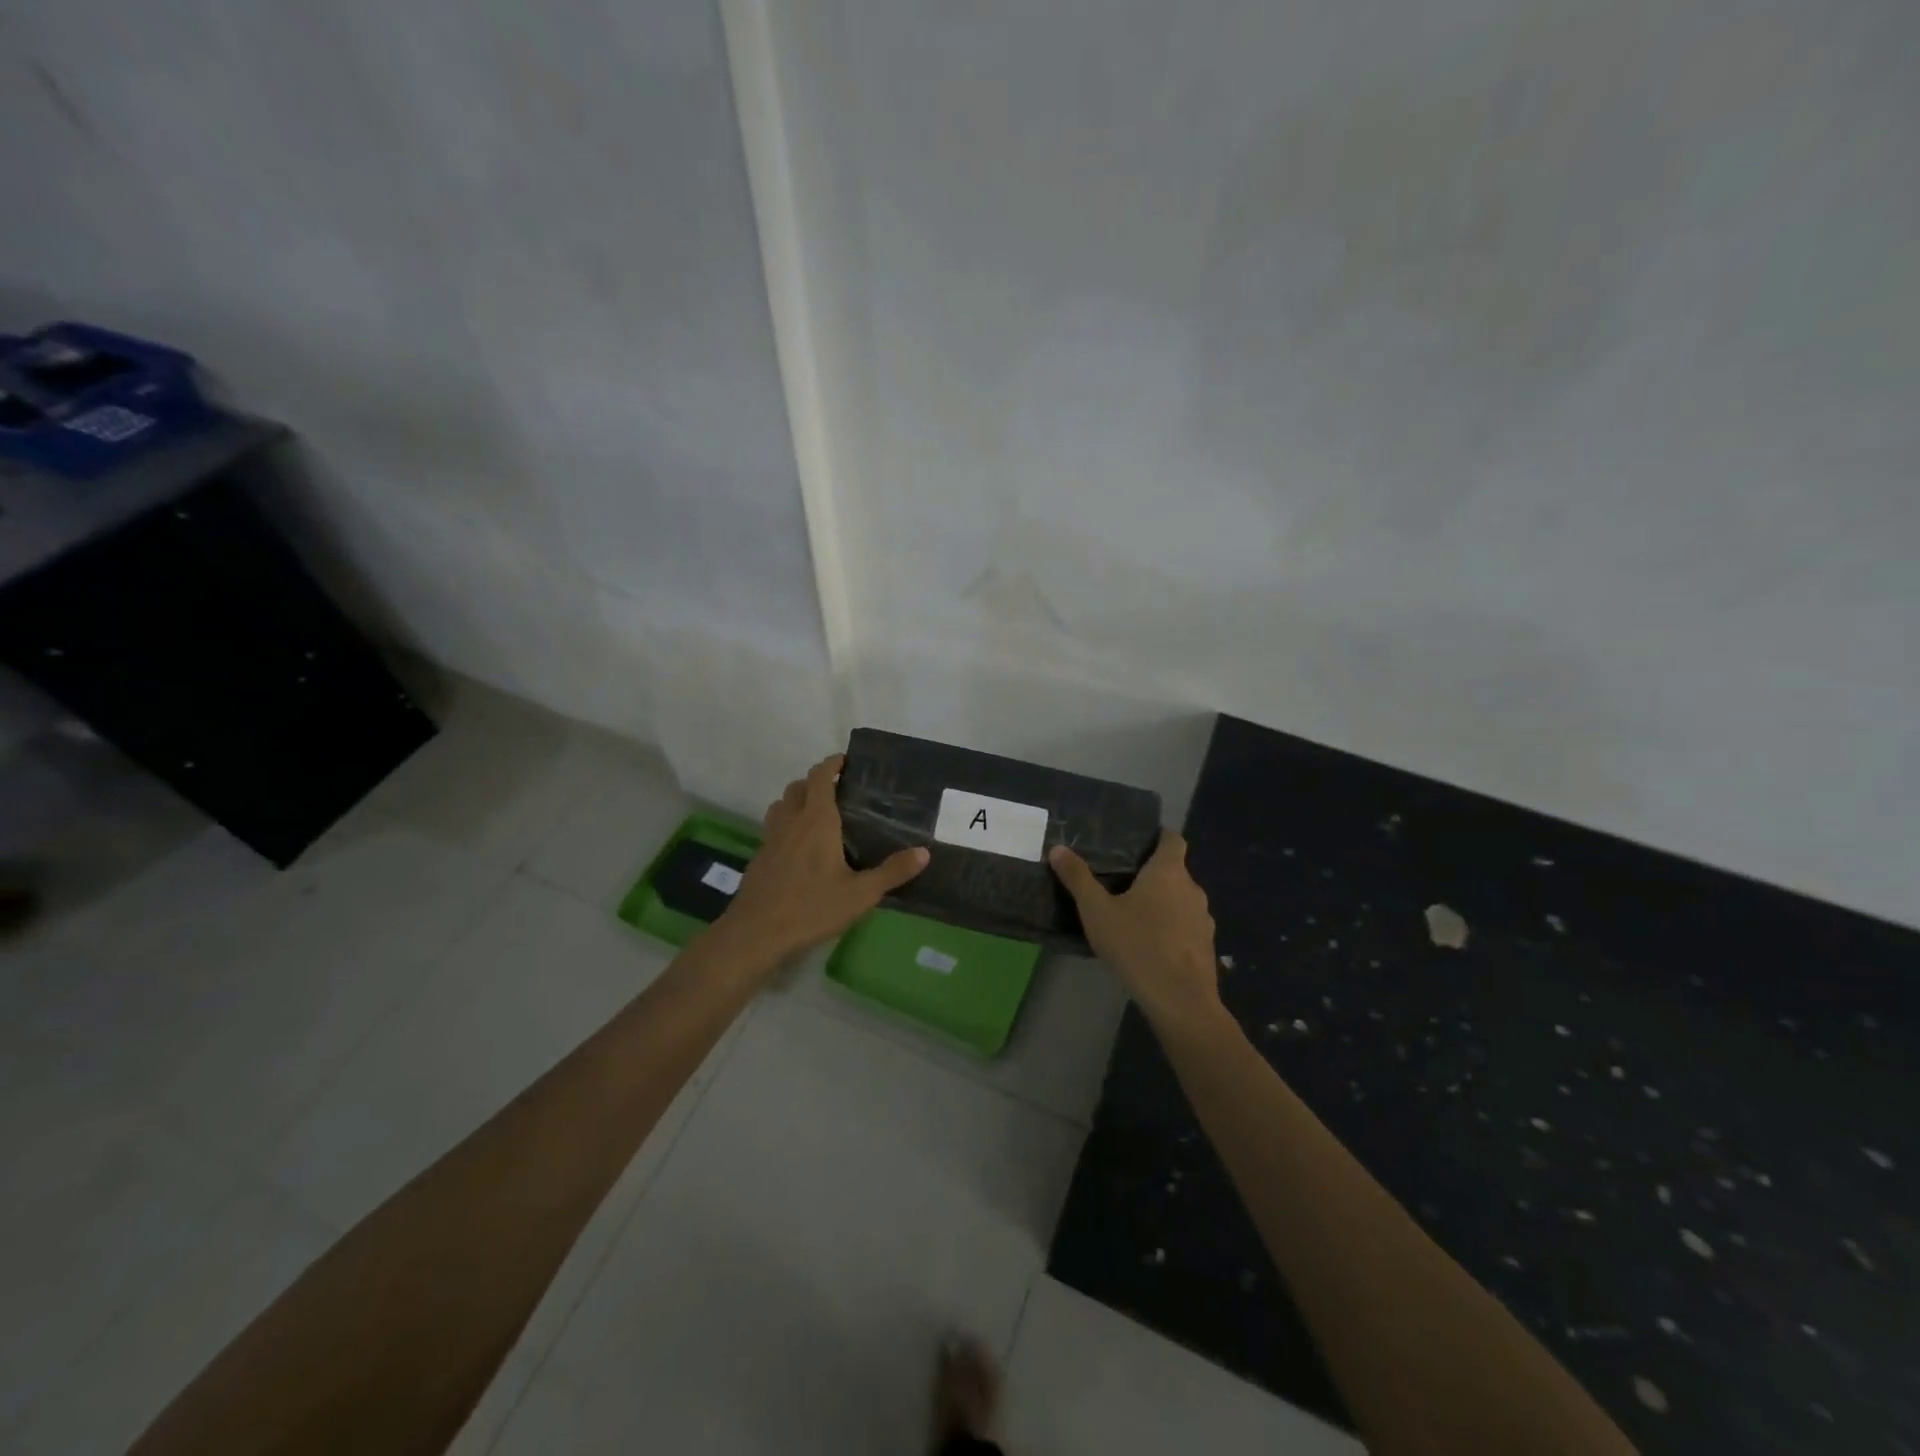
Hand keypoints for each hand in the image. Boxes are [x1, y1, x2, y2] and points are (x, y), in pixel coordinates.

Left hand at [718, 754, 928, 963]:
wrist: (756, 933)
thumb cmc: (811, 908)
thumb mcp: (861, 894)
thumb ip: (892, 872)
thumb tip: (925, 852)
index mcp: (816, 821)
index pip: (820, 777)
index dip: (832, 763)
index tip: (845, 760)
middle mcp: (791, 822)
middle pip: (798, 787)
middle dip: (815, 781)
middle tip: (838, 791)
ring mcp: (770, 839)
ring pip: (781, 806)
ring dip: (796, 801)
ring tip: (816, 814)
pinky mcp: (759, 858)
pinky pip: (773, 829)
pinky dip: (786, 825)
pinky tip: (799, 849)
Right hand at [1050, 831, 1222, 1029]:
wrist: (1180, 1000)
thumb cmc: (1137, 946)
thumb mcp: (1097, 911)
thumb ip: (1078, 878)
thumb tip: (1058, 848)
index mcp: (1168, 872)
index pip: (1172, 839)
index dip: (1157, 837)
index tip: (1136, 842)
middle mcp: (1192, 889)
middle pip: (1173, 871)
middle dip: (1151, 874)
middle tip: (1120, 882)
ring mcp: (1203, 918)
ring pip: (1180, 900)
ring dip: (1162, 903)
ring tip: (1133, 915)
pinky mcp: (1206, 945)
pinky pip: (1186, 926)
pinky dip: (1171, 928)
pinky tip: (1149, 945)